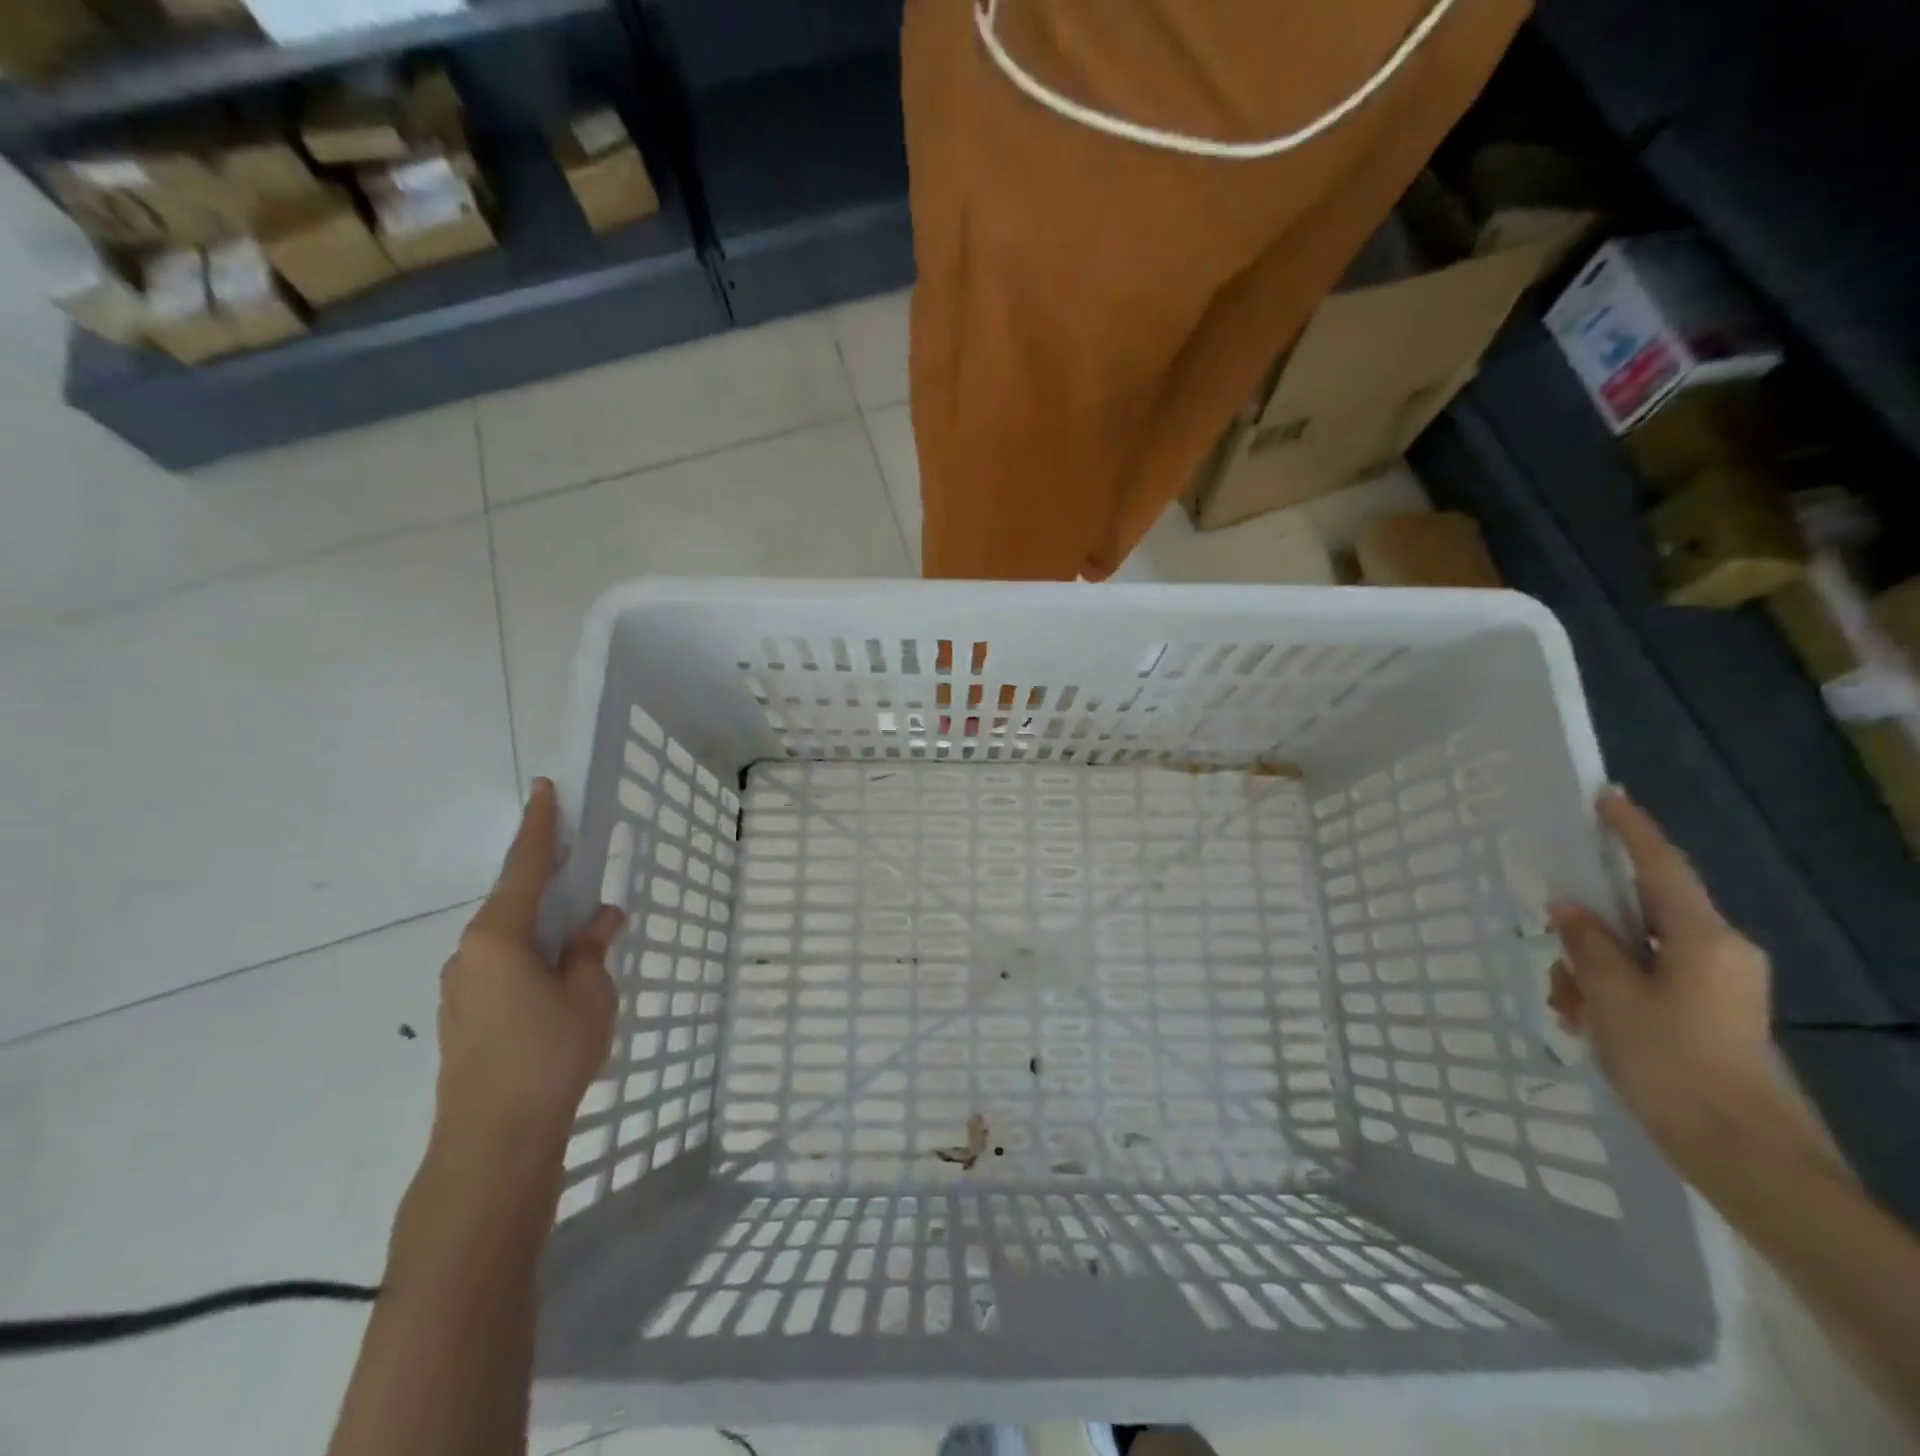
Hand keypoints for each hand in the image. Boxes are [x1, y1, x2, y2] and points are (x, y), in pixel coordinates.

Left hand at [434, 778, 621, 1151]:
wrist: (493, 1142)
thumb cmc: (548, 1054)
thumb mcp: (589, 993)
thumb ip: (592, 949)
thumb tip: (600, 918)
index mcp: (499, 936)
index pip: (524, 866)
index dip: (539, 826)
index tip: (545, 789)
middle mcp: (470, 954)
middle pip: (513, 902)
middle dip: (547, 884)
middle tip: (581, 870)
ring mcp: (462, 990)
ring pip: (509, 941)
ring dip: (543, 929)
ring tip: (582, 939)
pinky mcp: (464, 1020)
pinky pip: (503, 970)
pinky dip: (533, 960)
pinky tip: (560, 983)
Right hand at [1547, 786, 1777, 1164]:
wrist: (1746, 1155)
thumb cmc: (1673, 1065)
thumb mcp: (1612, 998)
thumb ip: (1588, 944)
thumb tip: (1568, 906)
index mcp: (1703, 939)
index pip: (1661, 867)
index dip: (1631, 830)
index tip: (1606, 796)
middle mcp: (1718, 951)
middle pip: (1640, 914)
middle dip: (1588, 931)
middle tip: (1553, 960)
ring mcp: (1718, 984)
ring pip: (1636, 951)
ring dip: (1591, 970)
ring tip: (1568, 1010)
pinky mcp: (1710, 1012)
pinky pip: (1648, 979)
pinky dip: (1611, 991)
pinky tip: (1586, 1023)